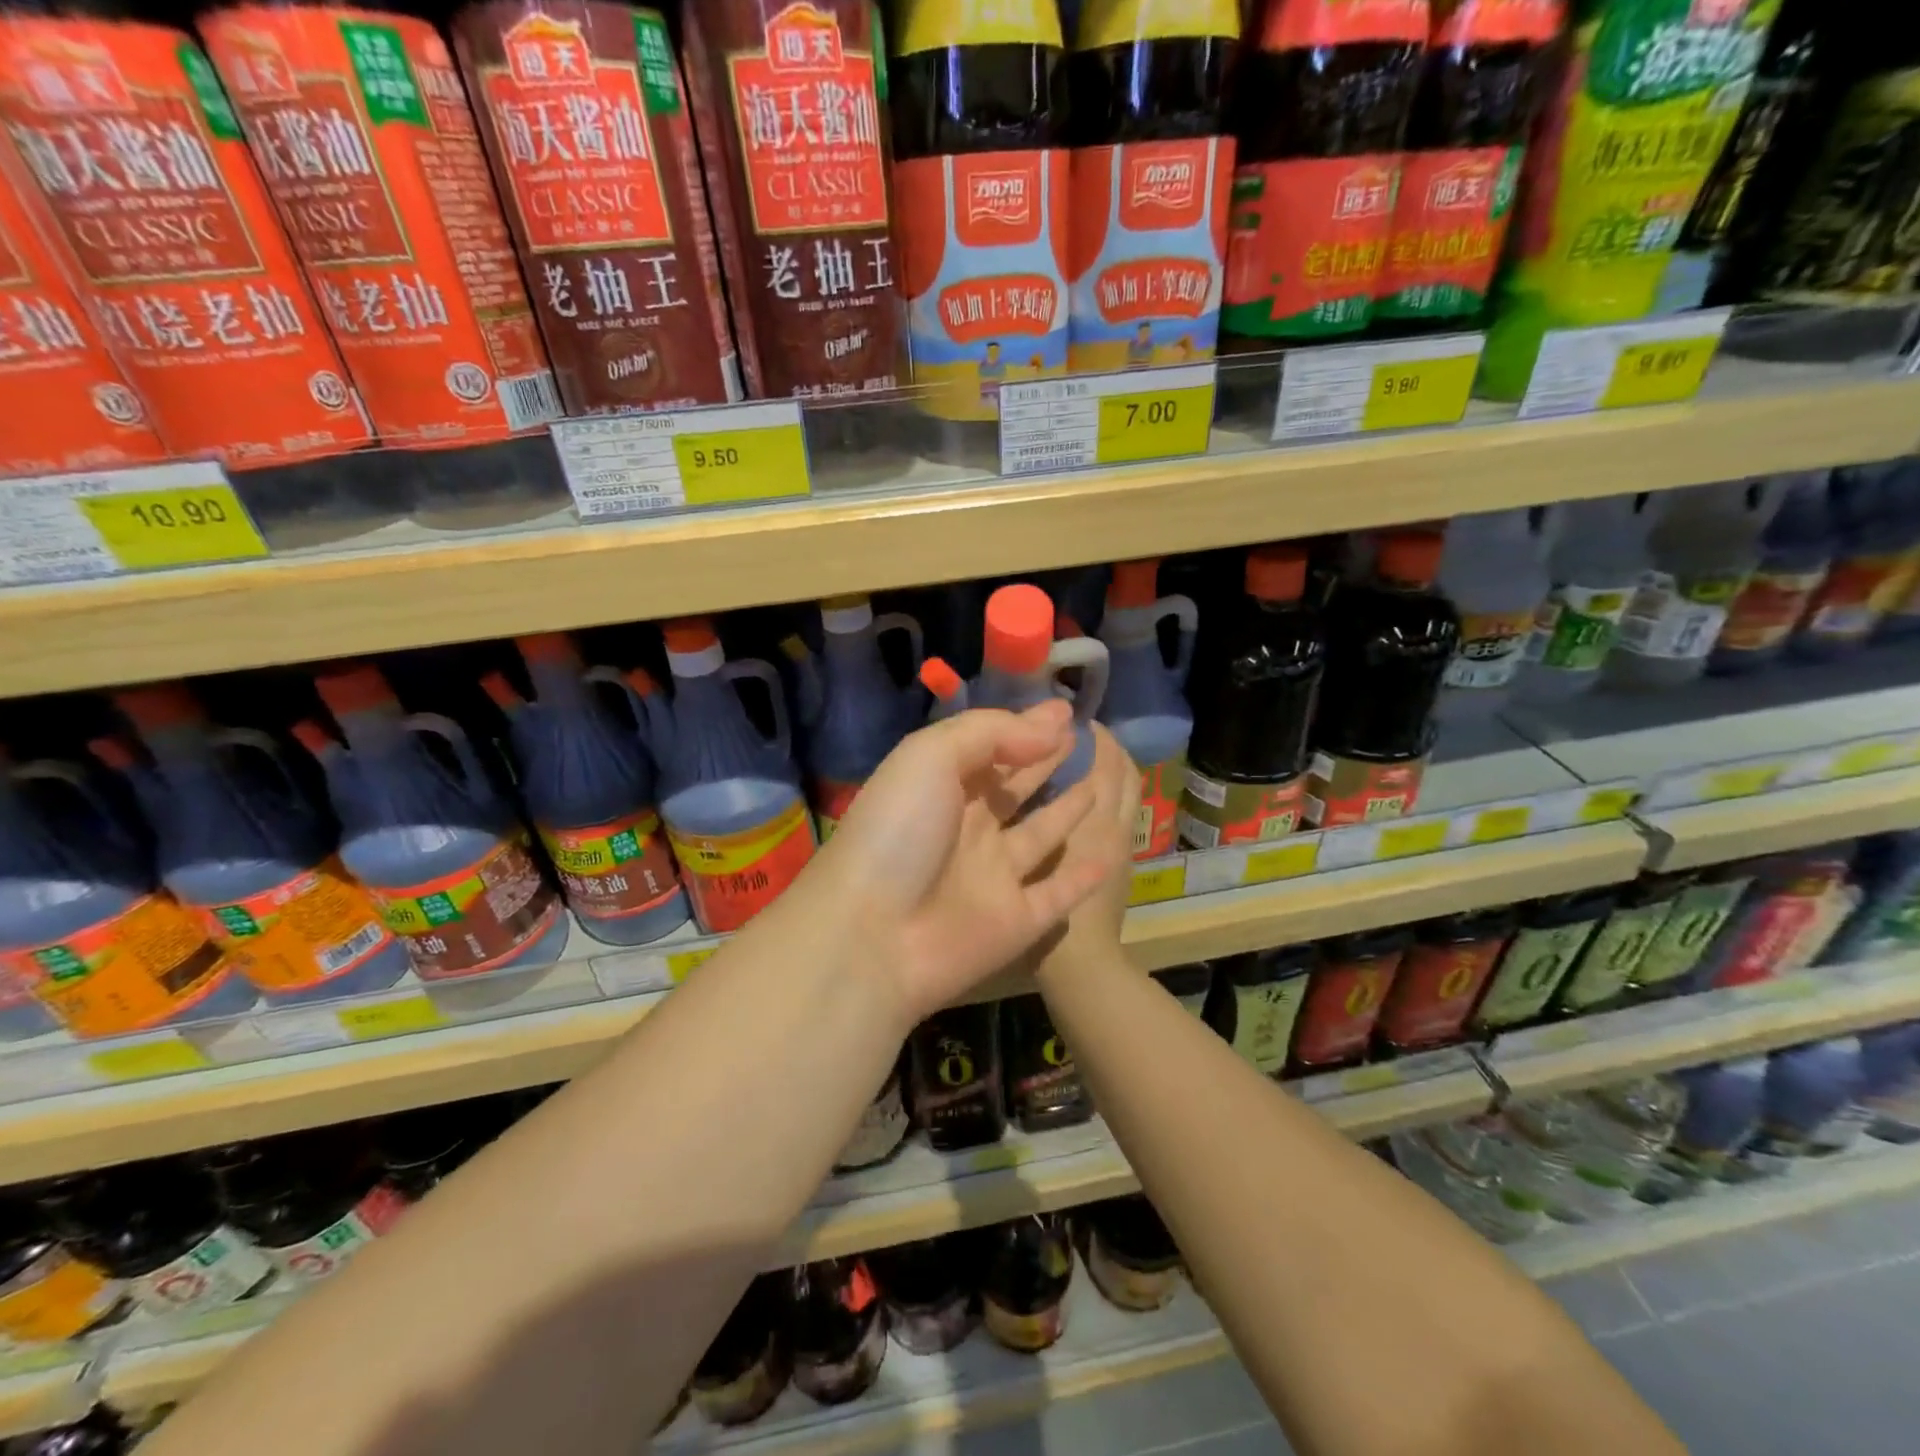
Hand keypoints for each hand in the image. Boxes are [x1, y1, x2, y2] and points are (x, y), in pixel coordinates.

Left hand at [813, 701, 1125, 1021]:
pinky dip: (1083, 876)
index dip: (1026, 727)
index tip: (1067, 710)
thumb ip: (991, 733)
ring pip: (1042, 835)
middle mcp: (968, 828)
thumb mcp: (930, 756)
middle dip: (1048, 760)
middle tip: (1089, 736)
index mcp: (940, 787)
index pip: (990, 748)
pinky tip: (1111, 853)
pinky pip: (1058, 893)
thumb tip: (1051, 726)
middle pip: (1016, 788)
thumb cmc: (898, 831)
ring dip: (1070, 809)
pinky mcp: (1016, 922)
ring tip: (1106, 779)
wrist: (873, 936)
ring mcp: (993, 877)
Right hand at [1036, 724, 1140, 985]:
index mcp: (1096, 819)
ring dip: (1112, 768)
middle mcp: (1116, 825)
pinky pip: (1121, 814)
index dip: (1092, 736)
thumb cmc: (1043, 909)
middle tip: (1076, 732)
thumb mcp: (1026, 854)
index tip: (1067, 719)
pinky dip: (1109, 794)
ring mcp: (1123, 844)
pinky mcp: (1120, 862)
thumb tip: (1021, 770)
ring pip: (1127, 792)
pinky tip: (1081, 794)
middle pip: (1123, 772)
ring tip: (1082, 755)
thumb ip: (1025, 812)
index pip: (1106, 762)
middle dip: (1105, 746)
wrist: (1081, 963)